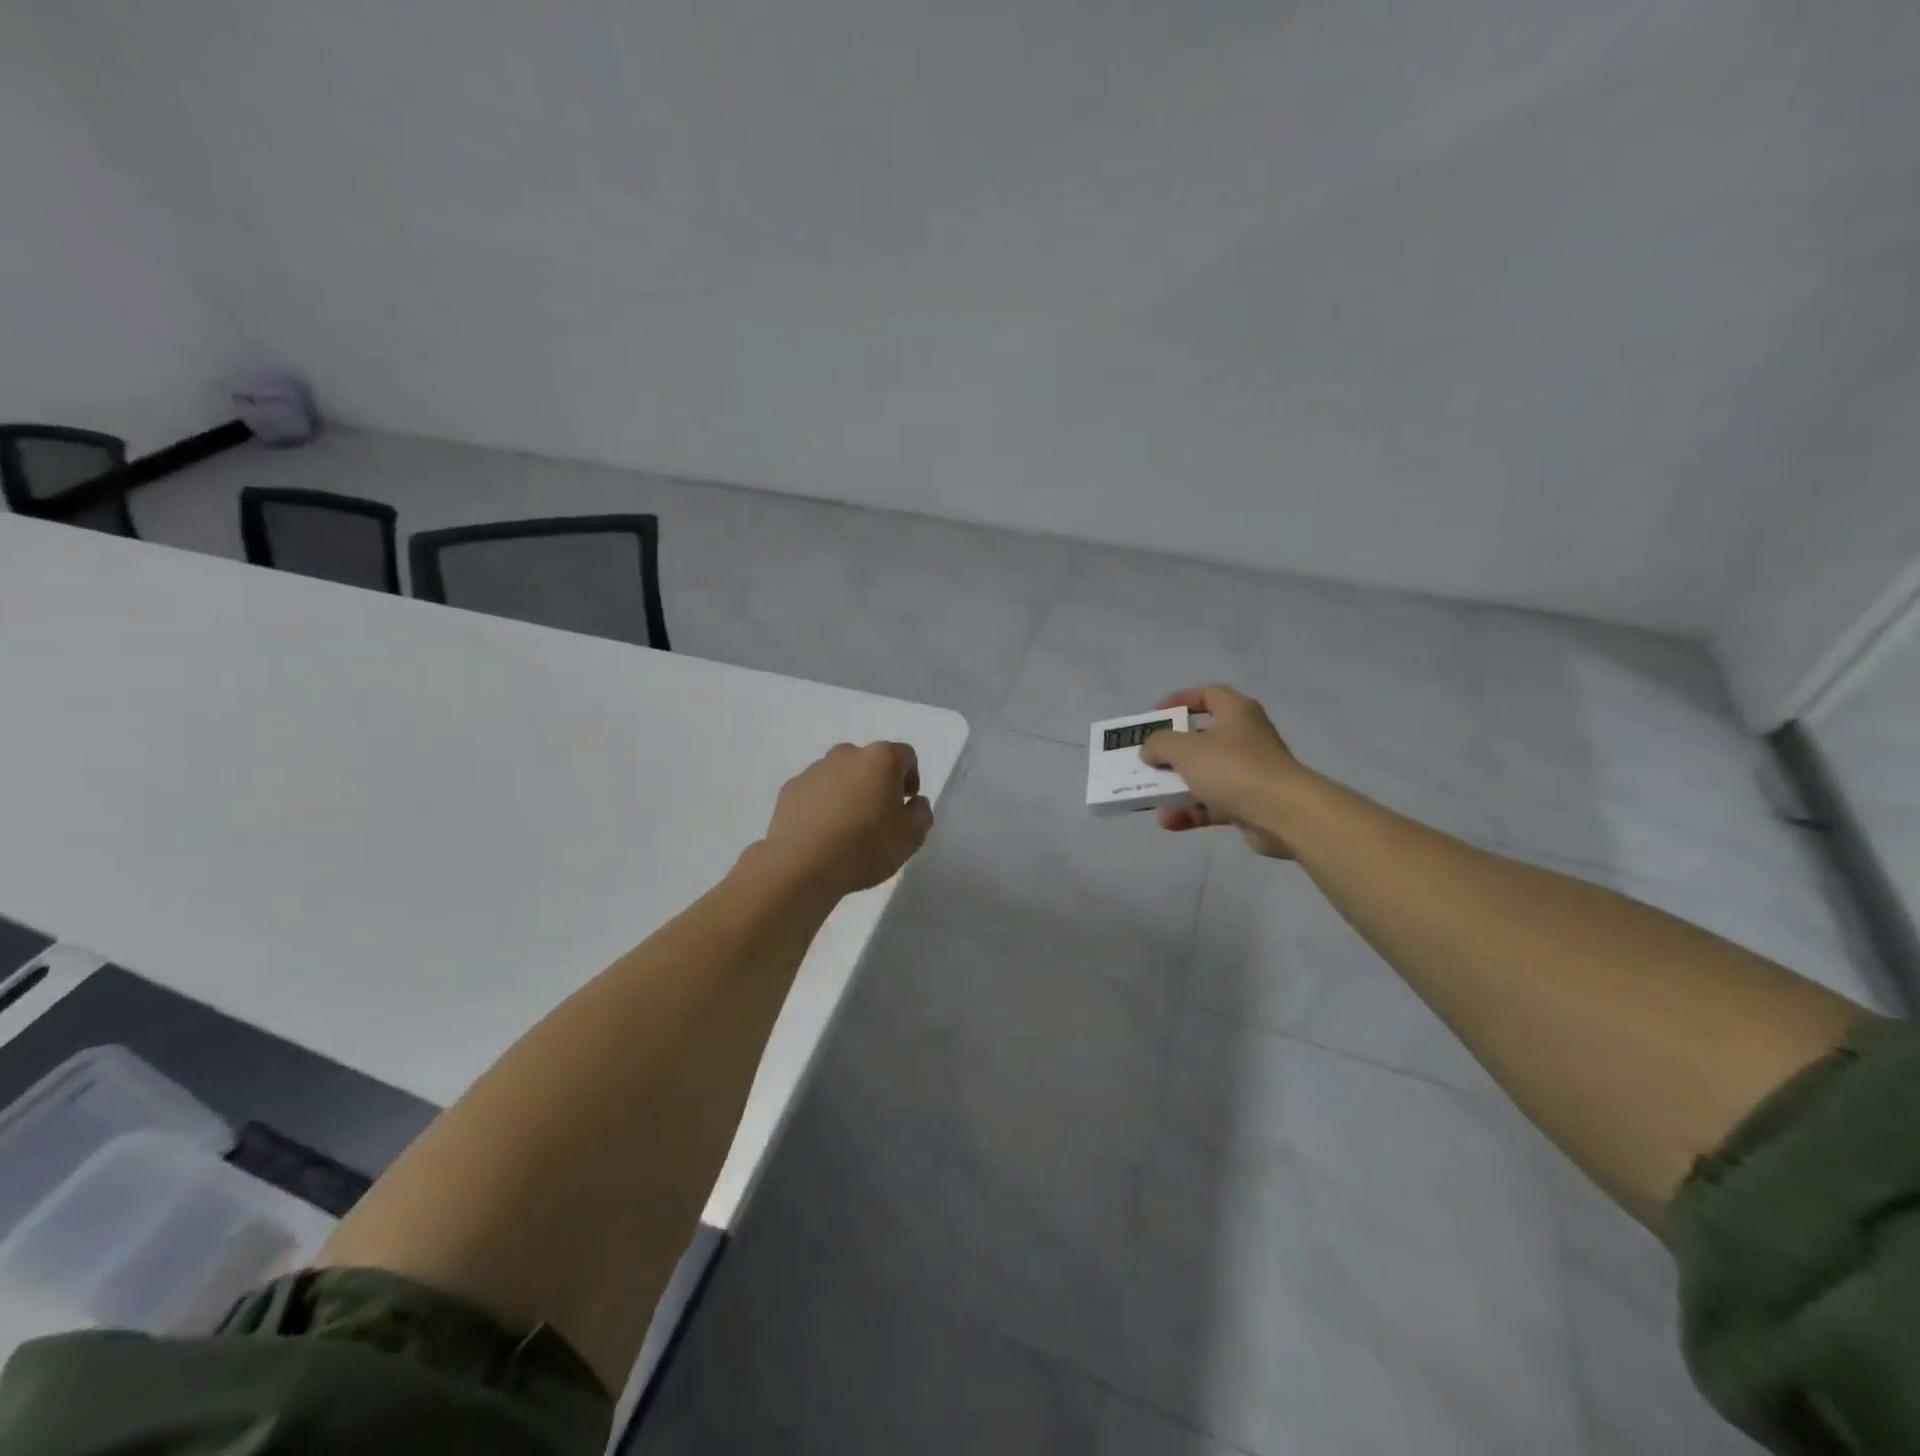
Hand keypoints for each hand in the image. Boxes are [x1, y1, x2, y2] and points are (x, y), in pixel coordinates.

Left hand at [759, 742, 934, 895]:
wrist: (801, 865)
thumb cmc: (865, 847)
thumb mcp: (911, 837)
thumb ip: (921, 813)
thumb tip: (914, 803)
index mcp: (880, 759)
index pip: (905, 756)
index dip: (911, 778)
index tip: (906, 804)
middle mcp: (846, 754)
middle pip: (870, 762)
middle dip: (877, 784)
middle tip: (878, 816)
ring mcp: (814, 769)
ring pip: (840, 775)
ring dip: (848, 793)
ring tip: (847, 828)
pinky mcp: (790, 789)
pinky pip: (815, 792)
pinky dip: (822, 805)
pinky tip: (823, 833)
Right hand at [1141, 685, 1307, 857]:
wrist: (1282, 813)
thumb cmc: (1233, 767)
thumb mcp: (1185, 749)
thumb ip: (1160, 744)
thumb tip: (1149, 750)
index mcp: (1236, 712)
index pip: (1208, 694)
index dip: (1180, 699)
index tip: (1156, 714)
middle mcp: (1244, 737)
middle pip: (1202, 737)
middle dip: (1172, 751)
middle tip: (1148, 758)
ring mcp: (1248, 771)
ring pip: (1205, 774)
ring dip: (1176, 786)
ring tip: (1151, 796)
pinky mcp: (1249, 802)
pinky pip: (1212, 803)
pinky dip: (1190, 811)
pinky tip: (1168, 821)